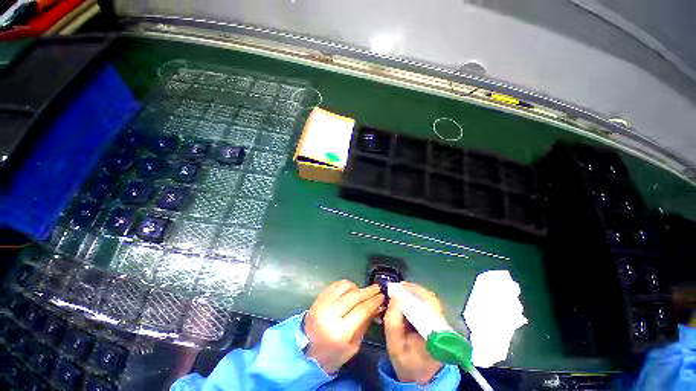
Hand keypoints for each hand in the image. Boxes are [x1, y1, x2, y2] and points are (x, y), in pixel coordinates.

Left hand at [304, 280, 383, 373]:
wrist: (305, 351)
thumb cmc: (332, 354)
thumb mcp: (353, 347)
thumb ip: (365, 324)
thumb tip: (376, 306)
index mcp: (340, 332)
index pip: (361, 310)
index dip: (374, 301)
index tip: (382, 296)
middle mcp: (330, 314)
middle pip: (354, 296)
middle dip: (368, 291)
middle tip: (377, 288)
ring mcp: (322, 304)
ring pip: (344, 286)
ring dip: (356, 287)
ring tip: (362, 292)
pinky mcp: (318, 298)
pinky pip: (335, 285)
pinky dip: (345, 285)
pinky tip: (350, 290)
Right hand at [384, 282, 443, 384]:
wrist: (418, 375)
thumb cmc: (406, 362)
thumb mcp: (394, 346)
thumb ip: (393, 322)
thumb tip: (395, 296)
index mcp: (435, 335)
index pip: (431, 306)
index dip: (415, 292)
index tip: (399, 287)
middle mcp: (442, 327)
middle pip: (431, 300)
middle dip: (413, 290)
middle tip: (397, 287)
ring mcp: (441, 324)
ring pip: (429, 300)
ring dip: (413, 293)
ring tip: (399, 291)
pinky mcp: (437, 322)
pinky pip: (427, 304)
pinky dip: (415, 298)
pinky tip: (404, 299)